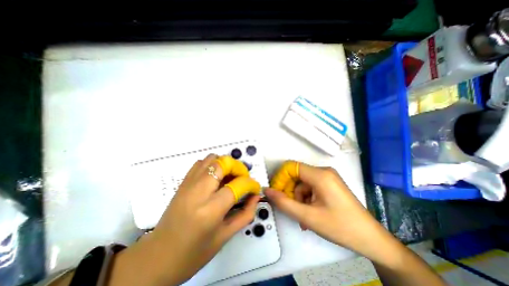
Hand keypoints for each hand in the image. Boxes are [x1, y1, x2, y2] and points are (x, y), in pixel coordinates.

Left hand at [109, 155, 262, 285]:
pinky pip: (201, 163)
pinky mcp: (183, 182)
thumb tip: (255, 196)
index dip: (251, 183)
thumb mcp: (225, 236)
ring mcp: (188, 184)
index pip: (237, 185)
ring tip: (230, 177)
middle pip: (223, 163)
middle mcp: (198, 191)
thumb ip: (245, 214)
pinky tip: (216, 178)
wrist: (157, 258)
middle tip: (243, 179)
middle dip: (238, 167)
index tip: (255, 188)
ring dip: (226, 164)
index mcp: (210, 210)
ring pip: (212, 159)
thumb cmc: (194, 253)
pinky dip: (213, 164)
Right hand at [267, 162, 385, 257]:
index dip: (280, 178)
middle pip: (297, 176)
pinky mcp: (330, 184)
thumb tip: (267, 190)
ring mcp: (328, 177)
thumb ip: (284, 202)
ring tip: (303, 218)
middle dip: (291, 192)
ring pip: (303, 183)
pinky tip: (310, 214)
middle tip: (291, 209)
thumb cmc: (340, 227)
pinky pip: (311, 187)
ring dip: (299, 199)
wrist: (371, 239)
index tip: (277, 193)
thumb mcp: (307, 216)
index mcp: (320, 175)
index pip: (291, 167)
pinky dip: (307, 199)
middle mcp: (324, 171)